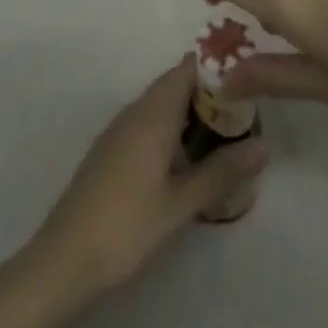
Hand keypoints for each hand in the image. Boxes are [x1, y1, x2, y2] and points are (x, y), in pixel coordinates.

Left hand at [24, 57, 266, 306]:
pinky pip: (147, 123)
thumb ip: (221, 173)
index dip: (215, 67)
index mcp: (152, 116)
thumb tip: (264, 146)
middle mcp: (134, 113)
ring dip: (189, 110)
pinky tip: (187, 155)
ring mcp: (118, 132)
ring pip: (159, 105)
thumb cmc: (126, 228)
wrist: (63, 261)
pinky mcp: (110, 152)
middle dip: (208, 91)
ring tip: (225, 131)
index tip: (248, 76)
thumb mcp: (180, 205)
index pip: (186, 70)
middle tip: (246, 109)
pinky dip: (171, 127)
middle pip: (173, 85)